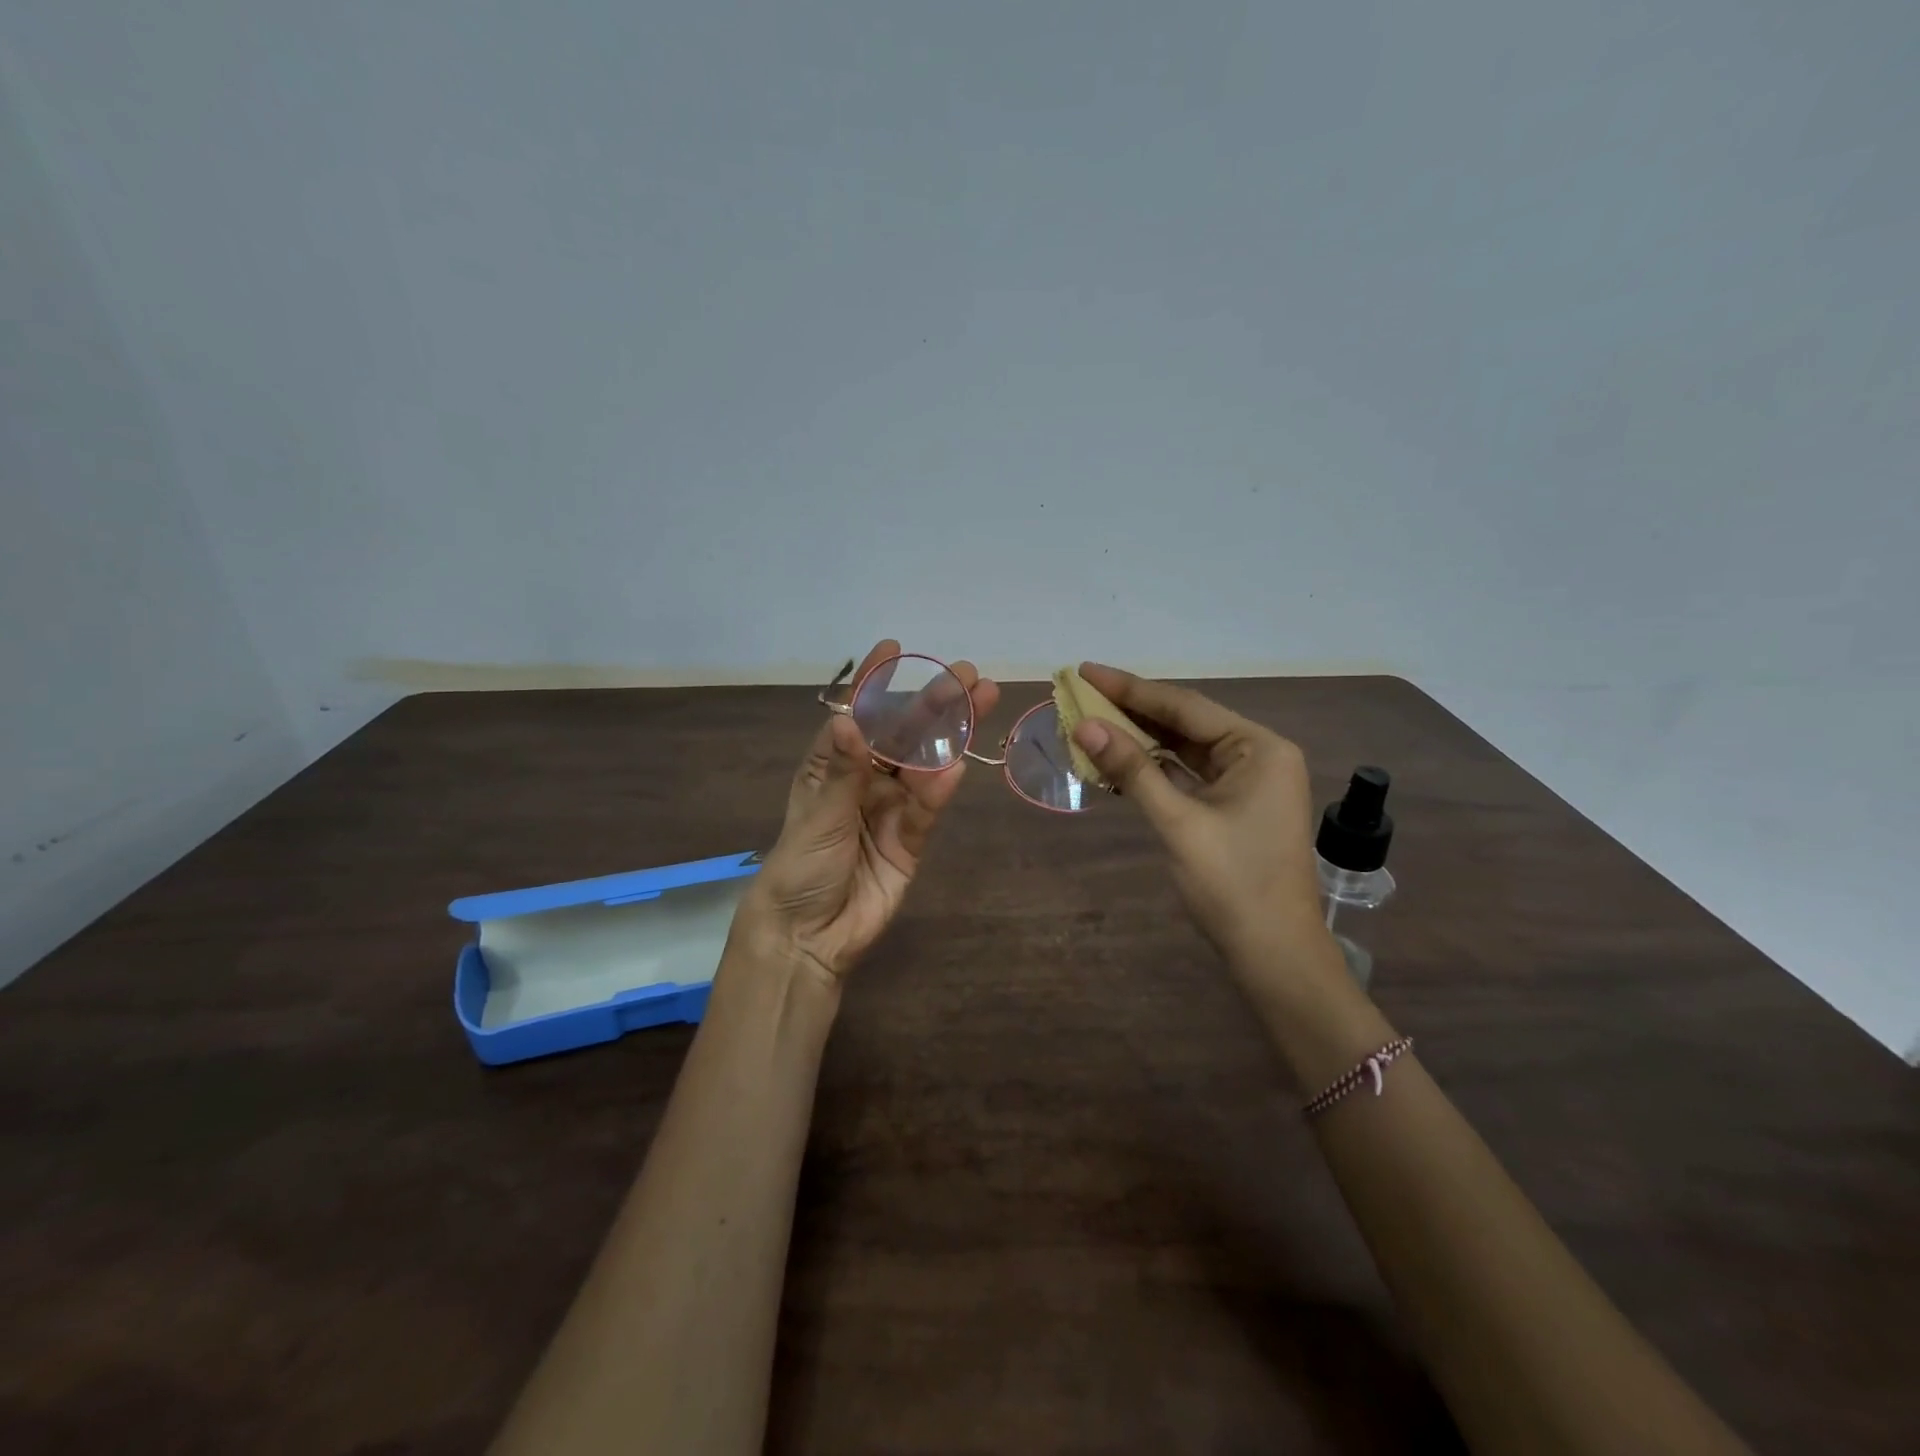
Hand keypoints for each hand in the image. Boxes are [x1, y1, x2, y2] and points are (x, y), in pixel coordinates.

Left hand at [733, 640, 999, 984]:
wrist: (810, 937)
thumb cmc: (800, 867)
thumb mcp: (818, 817)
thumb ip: (843, 771)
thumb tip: (851, 718)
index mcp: (830, 766)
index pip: (857, 715)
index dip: (876, 683)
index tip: (895, 648)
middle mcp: (863, 780)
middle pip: (902, 735)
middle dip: (933, 703)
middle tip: (967, 673)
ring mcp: (890, 808)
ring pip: (924, 764)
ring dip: (951, 735)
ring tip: (982, 700)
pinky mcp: (911, 839)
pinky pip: (928, 808)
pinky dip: (941, 789)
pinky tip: (958, 765)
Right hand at [1070, 662, 1332, 977]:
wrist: (1273, 954)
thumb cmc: (1232, 883)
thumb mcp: (1178, 821)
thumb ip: (1132, 769)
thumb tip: (1084, 725)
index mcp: (1258, 748)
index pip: (1184, 706)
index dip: (1130, 688)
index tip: (1085, 671)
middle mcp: (1257, 755)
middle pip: (1184, 722)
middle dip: (1132, 710)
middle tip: (1080, 692)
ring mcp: (1246, 782)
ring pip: (1183, 749)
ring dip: (1139, 739)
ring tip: (1090, 721)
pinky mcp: (1233, 806)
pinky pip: (1186, 775)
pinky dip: (1153, 768)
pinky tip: (1117, 760)